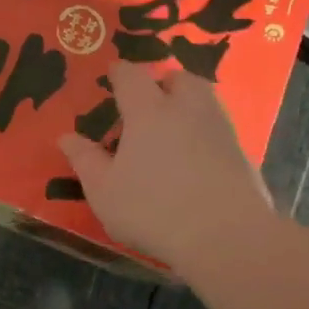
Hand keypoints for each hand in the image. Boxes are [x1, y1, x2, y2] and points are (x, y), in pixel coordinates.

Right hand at [57, 62, 273, 273]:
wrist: (225, 235)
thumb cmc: (152, 209)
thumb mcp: (104, 190)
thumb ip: (85, 160)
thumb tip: (66, 137)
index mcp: (148, 111)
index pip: (132, 76)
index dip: (120, 72)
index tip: (113, 73)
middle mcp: (187, 109)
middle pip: (178, 78)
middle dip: (163, 82)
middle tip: (150, 99)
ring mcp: (220, 128)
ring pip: (205, 98)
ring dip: (189, 102)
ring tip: (175, 124)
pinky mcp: (242, 152)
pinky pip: (220, 128)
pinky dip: (206, 131)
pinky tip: (197, 155)